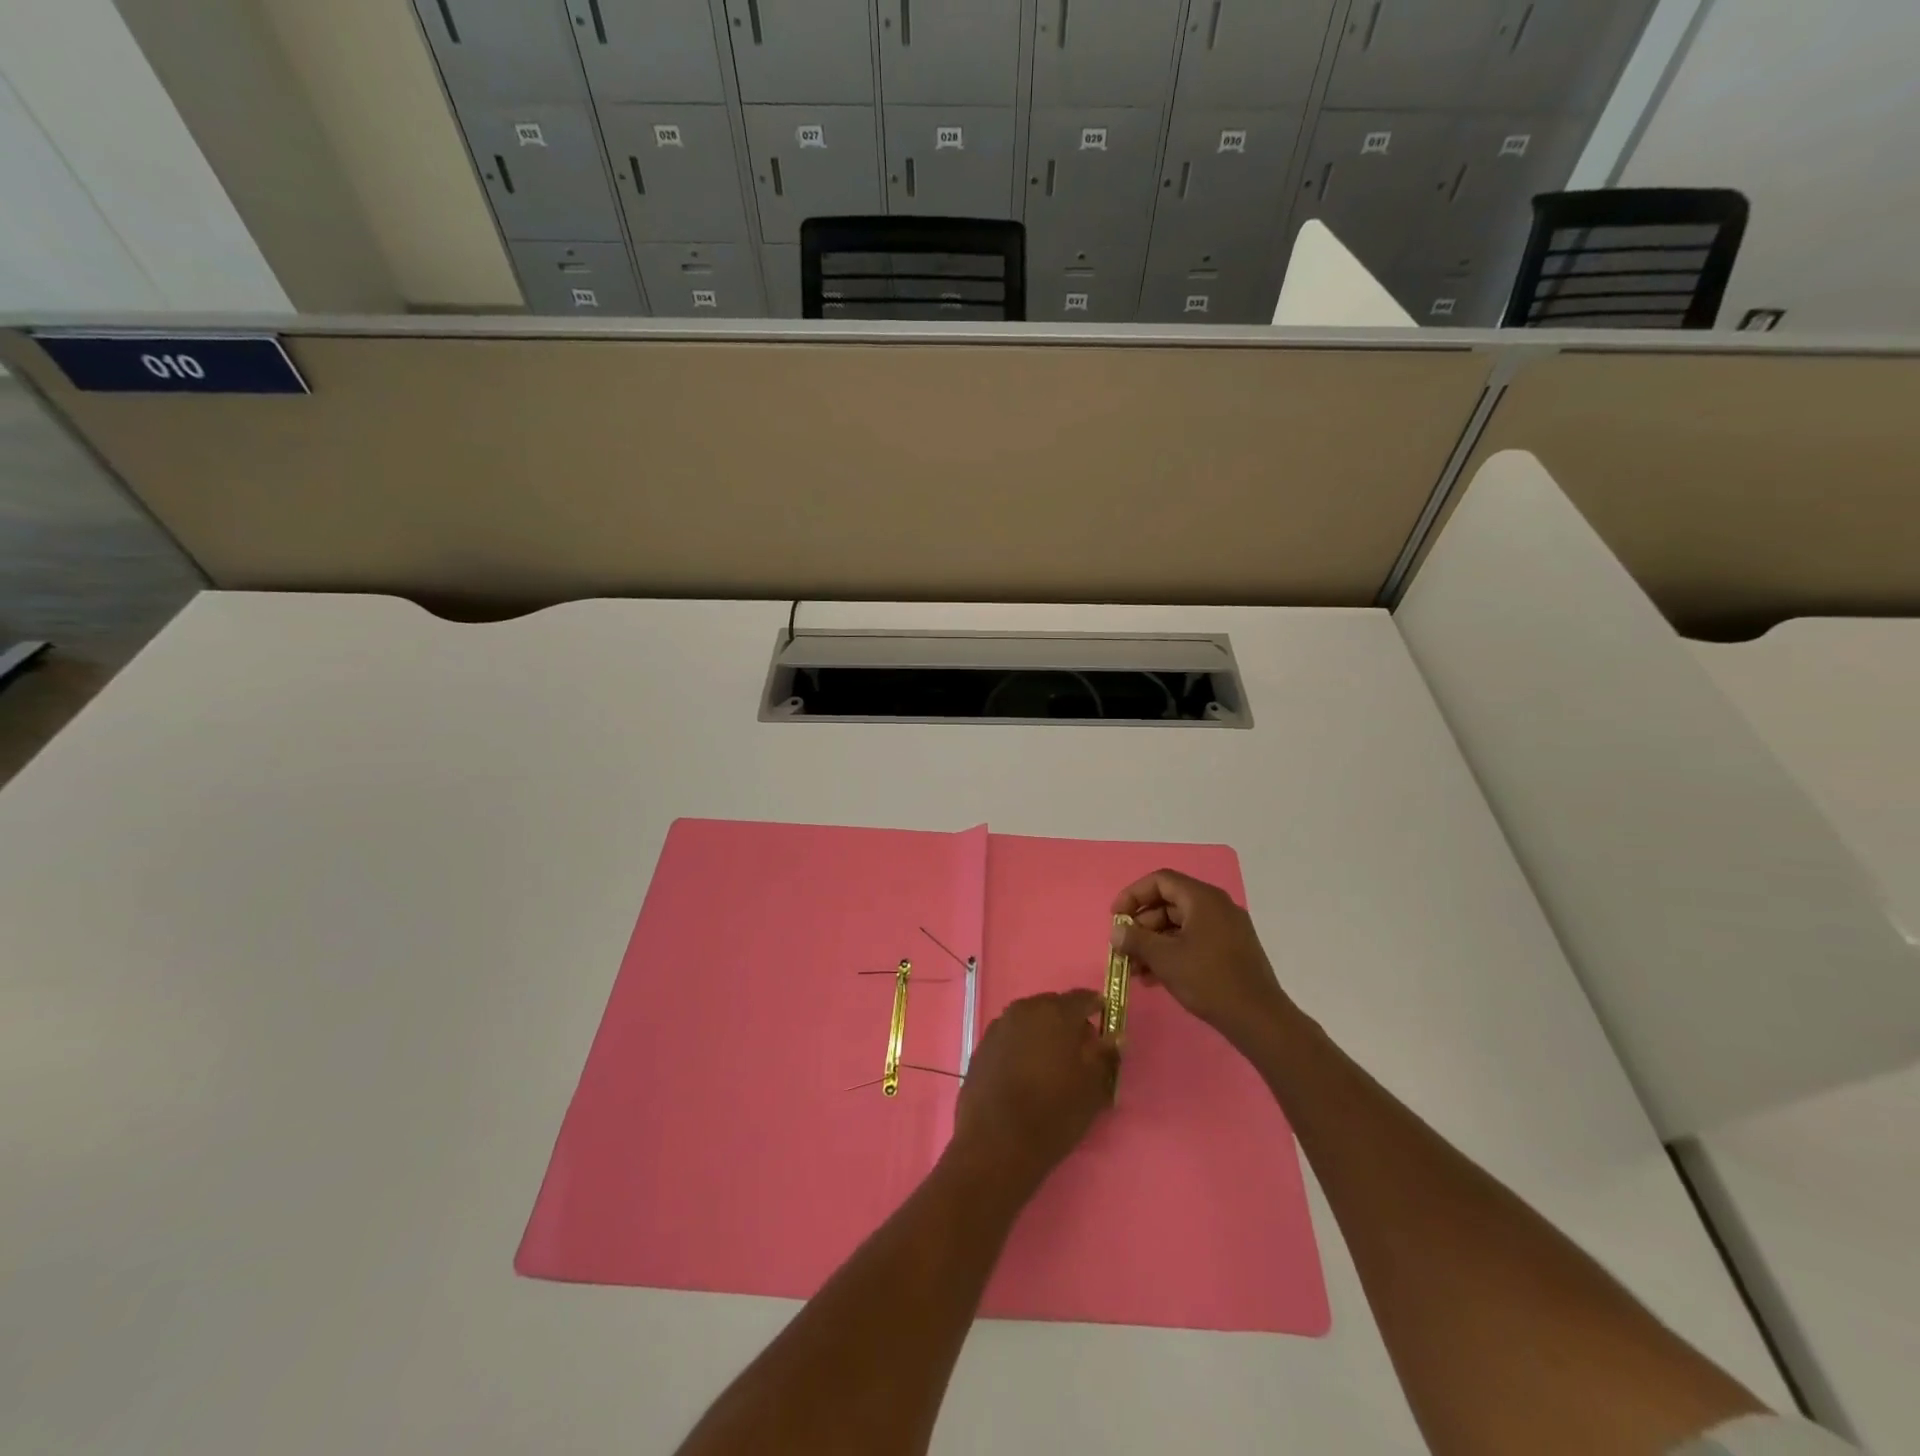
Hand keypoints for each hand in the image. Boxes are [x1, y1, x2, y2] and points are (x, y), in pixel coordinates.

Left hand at [950, 991, 1117, 1191]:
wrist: (996, 1144)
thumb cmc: (1053, 1113)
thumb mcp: (1093, 1088)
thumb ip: (1105, 1055)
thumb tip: (1113, 1036)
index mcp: (1056, 1012)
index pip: (1083, 998)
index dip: (1096, 1008)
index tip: (1105, 1023)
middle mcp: (1025, 1009)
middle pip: (1054, 1007)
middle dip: (1068, 1023)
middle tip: (1080, 1052)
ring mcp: (999, 1026)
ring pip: (1030, 1021)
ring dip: (1043, 1034)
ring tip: (1052, 1066)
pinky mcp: (982, 1046)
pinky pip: (1011, 1037)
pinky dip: (1022, 1047)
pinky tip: (1026, 1074)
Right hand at [1112, 869, 1294, 1049]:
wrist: (1259, 1019)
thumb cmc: (1209, 980)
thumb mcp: (1165, 959)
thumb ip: (1136, 940)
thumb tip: (1116, 931)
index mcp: (1203, 898)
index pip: (1160, 881)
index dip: (1133, 895)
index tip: (1115, 917)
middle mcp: (1216, 906)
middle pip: (1169, 903)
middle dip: (1142, 925)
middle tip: (1124, 948)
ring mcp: (1227, 928)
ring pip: (1180, 925)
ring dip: (1154, 943)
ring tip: (1135, 969)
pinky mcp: (1231, 950)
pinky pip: (1194, 940)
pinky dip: (1172, 952)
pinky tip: (1155, 978)